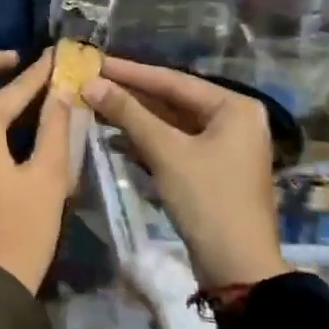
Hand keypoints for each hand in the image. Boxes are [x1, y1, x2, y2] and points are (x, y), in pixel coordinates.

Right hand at [81, 57, 286, 288]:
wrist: (237, 267)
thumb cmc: (207, 200)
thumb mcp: (166, 152)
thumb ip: (128, 114)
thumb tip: (91, 83)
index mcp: (234, 107)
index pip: (174, 80)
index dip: (131, 72)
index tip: (96, 61)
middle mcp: (234, 120)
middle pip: (173, 100)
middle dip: (131, 95)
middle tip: (91, 81)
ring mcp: (224, 146)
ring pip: (172, 123)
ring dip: (135, 118)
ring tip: (95, 105)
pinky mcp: (212, 169)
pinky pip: (175, 144)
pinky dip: (147, 140)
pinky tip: (115, 136)